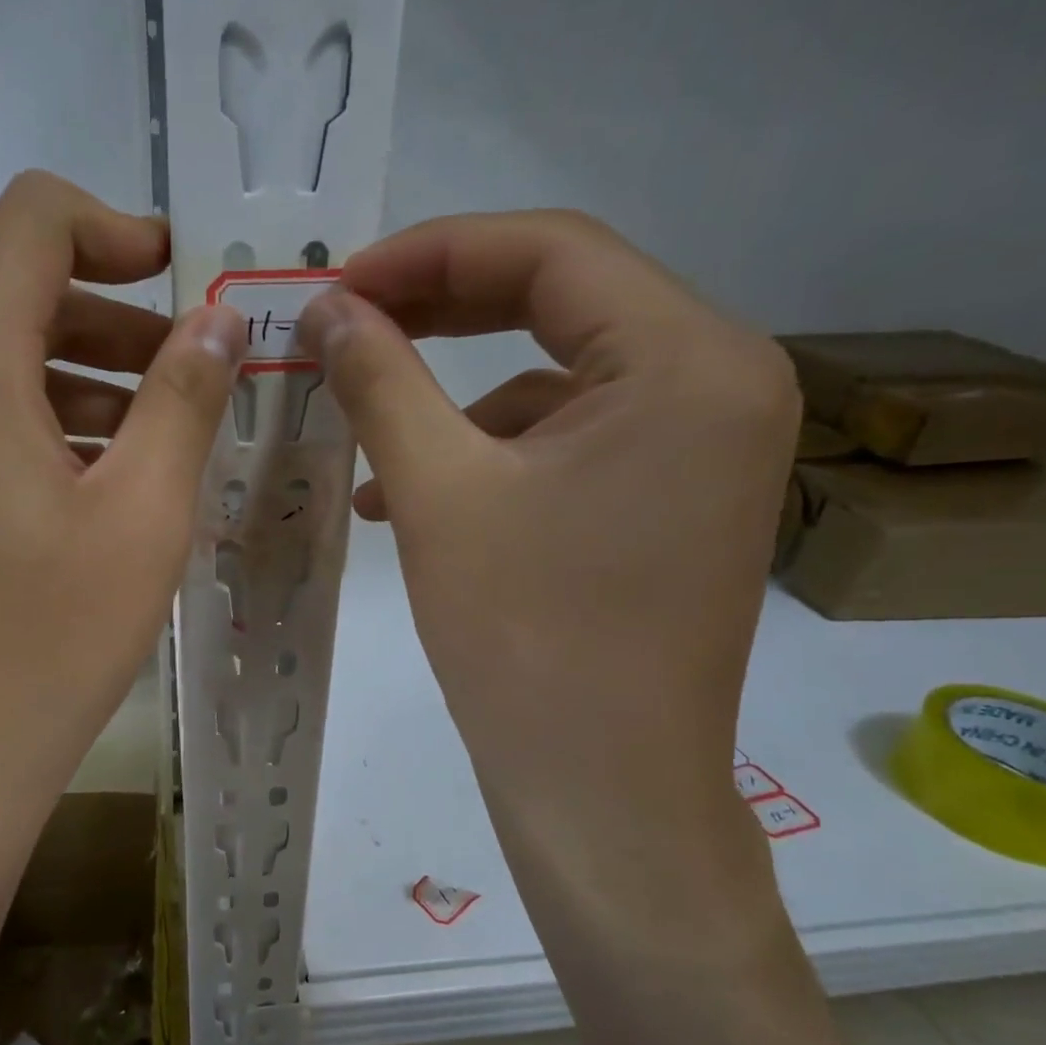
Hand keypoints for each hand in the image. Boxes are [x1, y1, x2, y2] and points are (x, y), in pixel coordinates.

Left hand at [0, 171, 244, 849]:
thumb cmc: (45, 643)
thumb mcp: (142, 515)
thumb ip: (185, 399)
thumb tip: (219, 321)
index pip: (31, 224)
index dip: (115, 228)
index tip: (182, 281)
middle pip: (17, 302)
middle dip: (117, 325)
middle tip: (196, 381)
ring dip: (84, 388)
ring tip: (158, 451)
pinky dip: (41, 436)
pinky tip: (94, 499)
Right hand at [298, 211, 801, 960]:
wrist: (603, 793)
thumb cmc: (526, 639)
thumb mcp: (437, 493)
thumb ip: (379, 379)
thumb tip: (325, 308)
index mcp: (688, 360)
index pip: (551, 252)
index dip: (430, 253)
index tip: (339, 285)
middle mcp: (720, 382)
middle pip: (561, 300)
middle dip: (439, 309)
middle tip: (345, 327)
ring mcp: (702, 444)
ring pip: (555, 375)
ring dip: (453, 393)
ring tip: (365, 433)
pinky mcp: (670, 496)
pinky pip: (568, 438)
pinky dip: (486, 450)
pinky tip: (412, 496)